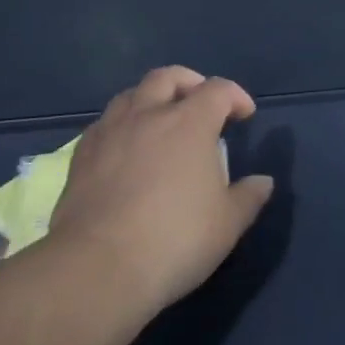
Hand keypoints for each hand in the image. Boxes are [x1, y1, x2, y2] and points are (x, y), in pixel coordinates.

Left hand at [48, 66, 273, 312]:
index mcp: (190, 122)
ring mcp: (111, 132)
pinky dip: (121, 125)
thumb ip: (248, 197)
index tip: (244, 115)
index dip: (235, 96)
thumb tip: (263, 181)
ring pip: (131, 94)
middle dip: (189, 83)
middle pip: (168, 77)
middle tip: (201, 103)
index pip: (218, 90)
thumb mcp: (227, 225)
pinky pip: (104, 124)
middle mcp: (149, 115)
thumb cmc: (174, 240)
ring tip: (160, 121)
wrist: (98, 267)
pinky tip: (125, 149)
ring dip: (151, 99)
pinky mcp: (81, 155)